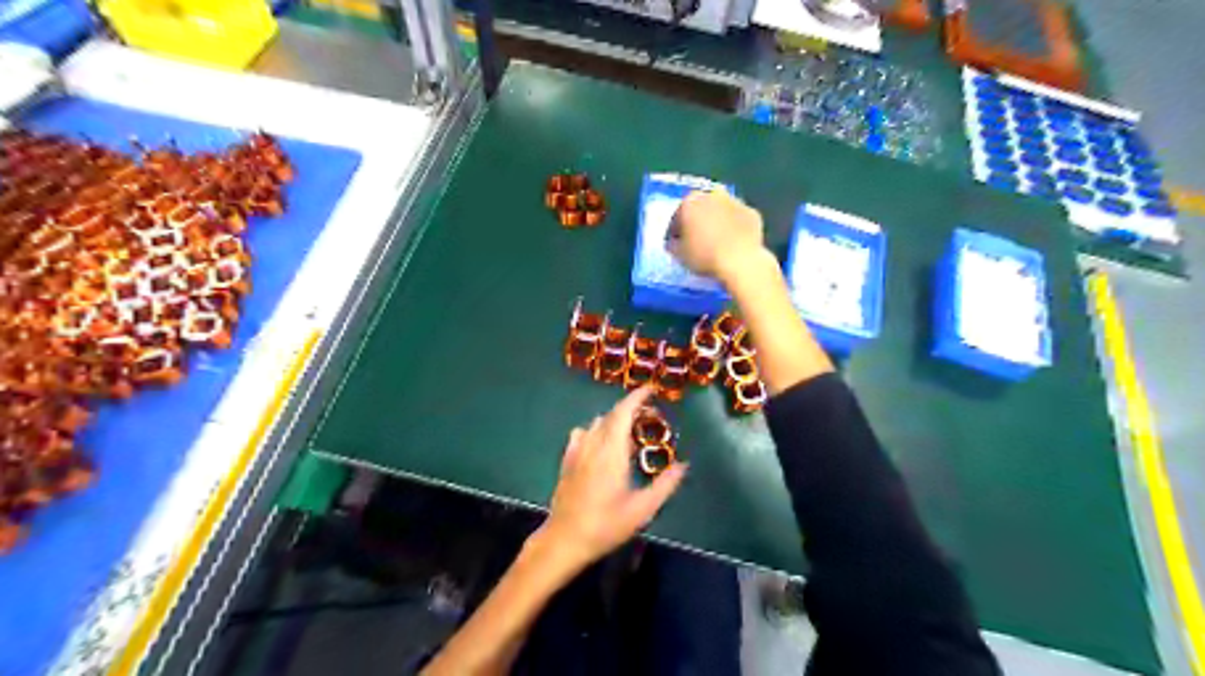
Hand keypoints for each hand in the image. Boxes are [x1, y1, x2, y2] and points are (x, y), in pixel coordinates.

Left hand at [537, 385, 685, 570]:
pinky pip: (582, 434)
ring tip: (629, 431)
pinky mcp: (567, 461)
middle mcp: (592, 444)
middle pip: (611, 415)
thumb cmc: (606, 525)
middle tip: (648, 413)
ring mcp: (576, 451)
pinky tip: (602, 444)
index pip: (623, 413)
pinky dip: (596, 430)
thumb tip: (683, 465)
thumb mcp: (642, 509)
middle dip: (629, 408)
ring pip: (596, 423)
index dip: (636, 397)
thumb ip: (665, 485)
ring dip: (614, 420)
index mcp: (611, 452)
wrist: (564, 540)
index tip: (650, 389)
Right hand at [673, 187, 764, 281]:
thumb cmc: (704, 256)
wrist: (740, 261)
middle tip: (697, 240)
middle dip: (698, 220)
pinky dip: (736, 228)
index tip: (677, 243)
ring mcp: (735, 202)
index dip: (676, 230)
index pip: (677, 215)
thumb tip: (675, 243)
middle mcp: (712, 195)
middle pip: (701, 207)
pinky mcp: (752, 213)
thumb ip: (673, 245)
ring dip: (718, 221)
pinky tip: (734, 244)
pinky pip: (739, 220)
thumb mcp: (679, 255)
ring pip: (722, 211)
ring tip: (717, 242)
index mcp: (690, 201)